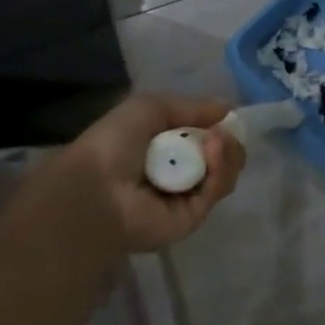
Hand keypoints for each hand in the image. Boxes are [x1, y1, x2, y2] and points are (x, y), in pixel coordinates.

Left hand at [65, 94, 245, 251]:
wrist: (95, 189)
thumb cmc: (114, 143)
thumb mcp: (151, 107)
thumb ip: (193, 107)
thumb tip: (228, 111)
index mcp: (164, 148)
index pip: (206, 137)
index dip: (219, 126)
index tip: (225, 119)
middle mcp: (177, 172)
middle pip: (222, 156)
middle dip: (228, 141)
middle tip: (220, 134)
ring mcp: (186, 196)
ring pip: (224, 173)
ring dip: (226, 153)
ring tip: (214, 142)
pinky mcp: (192, 218)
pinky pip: (216, 191)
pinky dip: (220, 171)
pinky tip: (213, 156)